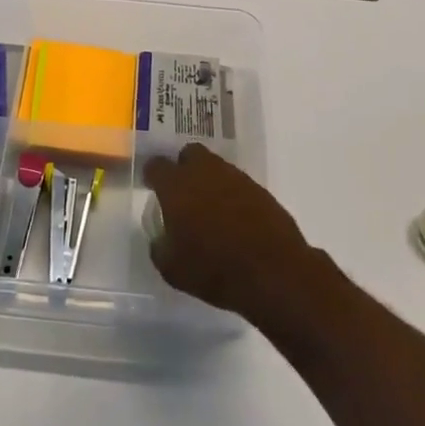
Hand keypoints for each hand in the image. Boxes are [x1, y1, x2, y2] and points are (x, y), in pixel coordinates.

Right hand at [141, 143, 314, 325]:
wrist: (273, 272)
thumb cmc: (214, 269)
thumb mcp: (172, 269)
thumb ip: (160, 247)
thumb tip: (162, 238)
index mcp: (177, 186)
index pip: (157, 165)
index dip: (152, 175)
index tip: (151, 186)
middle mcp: (205, 172)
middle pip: (190, 153)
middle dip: (183, 167)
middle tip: (182, 193)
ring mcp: (236, 178)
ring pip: (216, 166)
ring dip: (209, 181)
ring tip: (210, 209)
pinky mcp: (260, 190)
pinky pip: (238, 184)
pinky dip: (231, 195)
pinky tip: (234, 219)